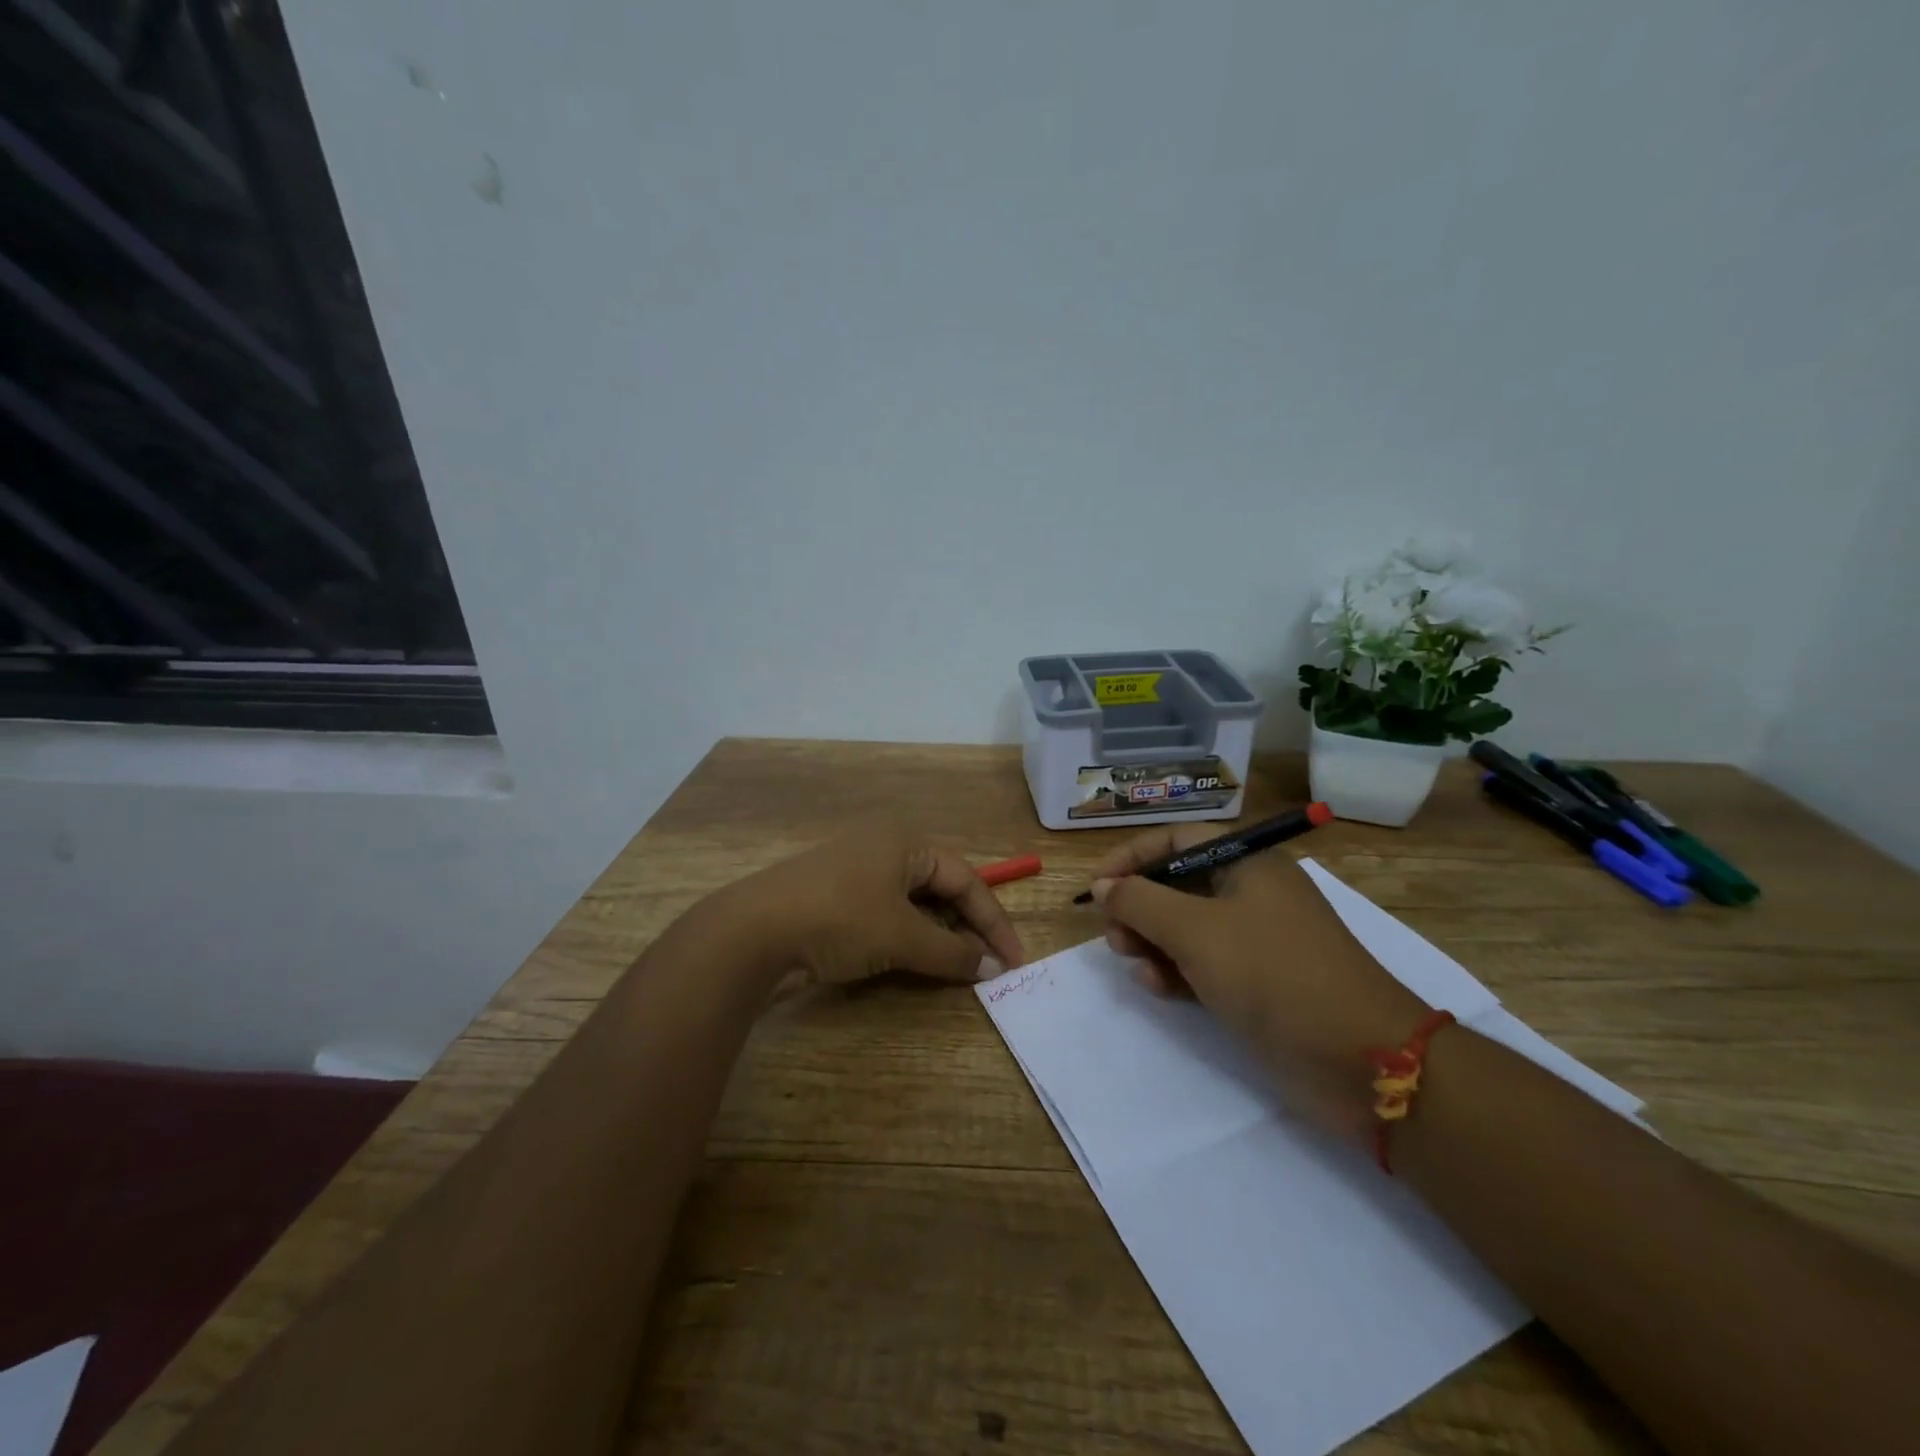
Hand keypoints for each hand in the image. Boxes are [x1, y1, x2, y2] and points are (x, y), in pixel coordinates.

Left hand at [735, 820, 1026, 987]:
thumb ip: (952, 952)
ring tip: (957, 967)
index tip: (1014, 961)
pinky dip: (908, 937)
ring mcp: (855, 872)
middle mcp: (883, 848)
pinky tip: (916, 961)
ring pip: (913, 903)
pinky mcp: (834, 899)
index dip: (993, 920)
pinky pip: (887, 914)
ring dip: (938, 934)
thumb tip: (993, 969)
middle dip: (967, 927)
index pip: (965, 878)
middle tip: (988, 966)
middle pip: (940, 888)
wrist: (751, 933)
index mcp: (905, 841)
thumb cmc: (839, 919)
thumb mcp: (901, 936)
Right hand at [1089, 826, 1427, 1138]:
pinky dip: (1175, 970)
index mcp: (1247, 863)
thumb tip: (1103, 886)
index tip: (1096, 886)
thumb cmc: (1273, 973)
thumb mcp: (1196, 930)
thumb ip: (1140, 902)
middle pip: (1178, 884)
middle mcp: (1251, 893)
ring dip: (1151, 940)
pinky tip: (1155, 986)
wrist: (1361, 1059)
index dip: (1131, 857)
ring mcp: (1256, 940)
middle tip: (1112, 934)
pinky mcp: (1257, 983)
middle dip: (1138, 905)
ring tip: (1129, 960)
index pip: (1176, 840)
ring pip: (1186, 927)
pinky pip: (1203, 964)